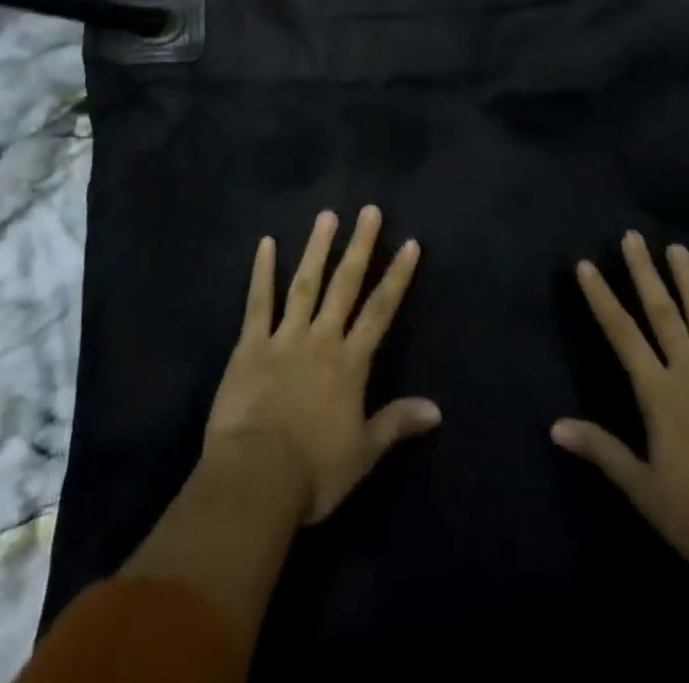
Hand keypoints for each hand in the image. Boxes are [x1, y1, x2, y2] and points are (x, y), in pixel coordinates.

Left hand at [206, 206, 440, 524]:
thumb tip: (437, 409)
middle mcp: (321, 339)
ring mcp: (284, 337)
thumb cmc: (313, 471)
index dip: (397, 277)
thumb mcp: (363, 453)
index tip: (409, 243)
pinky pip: (258, 301)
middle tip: (369, 210)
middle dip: (360, 247)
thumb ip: (397, 423)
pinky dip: (262, 272)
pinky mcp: (251, 344)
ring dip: (317, 248)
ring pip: (305, 283)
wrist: (256, 477)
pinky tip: (265, 243)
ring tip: (327, 216)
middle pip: (345, 285)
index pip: (380, 311)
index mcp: (350, 364)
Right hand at [553, 231, 688, 581]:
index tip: (586, 264)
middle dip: (645, 274)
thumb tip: (555, 426)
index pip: (622, 335)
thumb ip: (602, 451)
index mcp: (659, 394)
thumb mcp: (644, 491)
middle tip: (633, 236)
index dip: (602, 298)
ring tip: (678, 249)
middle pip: (663, 315)